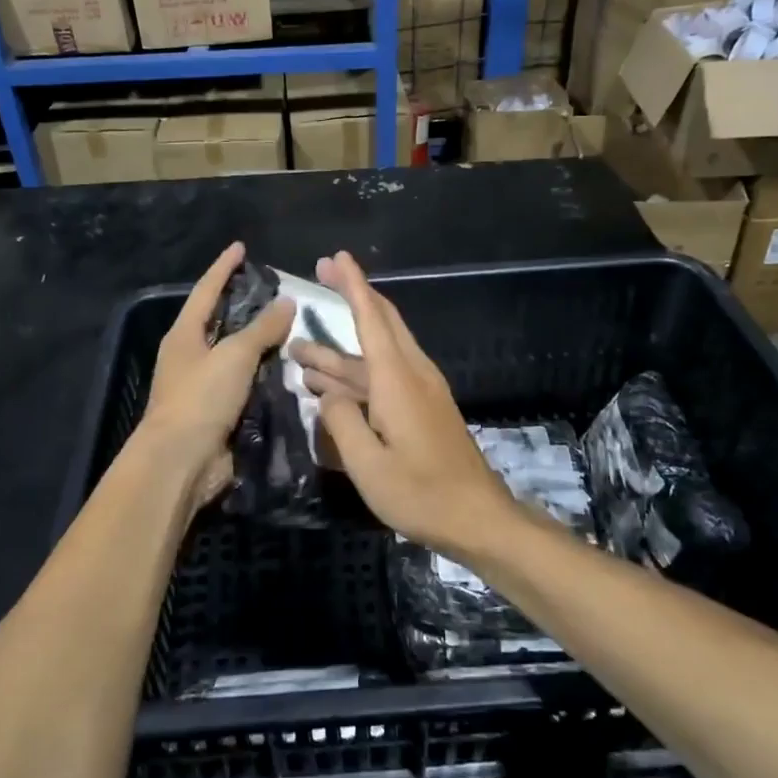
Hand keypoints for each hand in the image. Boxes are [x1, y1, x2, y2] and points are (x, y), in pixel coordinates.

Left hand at [141, 242, 295, 515]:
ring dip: (258, 342)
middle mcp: (189, 356)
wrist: (180, 462)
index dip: (224, 267)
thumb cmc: (201, 398)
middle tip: (274, 289)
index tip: (241, 248)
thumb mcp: (234, 355)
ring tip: (290, 326)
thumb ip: (262, 328)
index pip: (206, 290)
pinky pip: (243, 384)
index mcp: (184, 335)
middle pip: (219, 321)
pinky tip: (287, 369)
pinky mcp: (216, 412)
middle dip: (243, 305)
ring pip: (234, 354)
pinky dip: (262, 374)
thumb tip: (287, 302)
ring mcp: (201, 386)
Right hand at [295, 252, 514, 557]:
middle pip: (381, 322)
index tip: (334, 258)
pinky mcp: (423, 409)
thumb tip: (326, 393)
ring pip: (377, 355)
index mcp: (398, 380)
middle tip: (321, 275)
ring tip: (298, 351)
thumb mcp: (367, 465)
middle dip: (352, 295)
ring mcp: (420, 392)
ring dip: (340, 350)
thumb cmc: (421, 493)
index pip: (371, 318)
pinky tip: (328, 389)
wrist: (478, 519)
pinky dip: (355, 374)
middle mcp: (412, 374)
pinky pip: (384, 377)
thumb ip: (339, 422)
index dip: (352, 285)